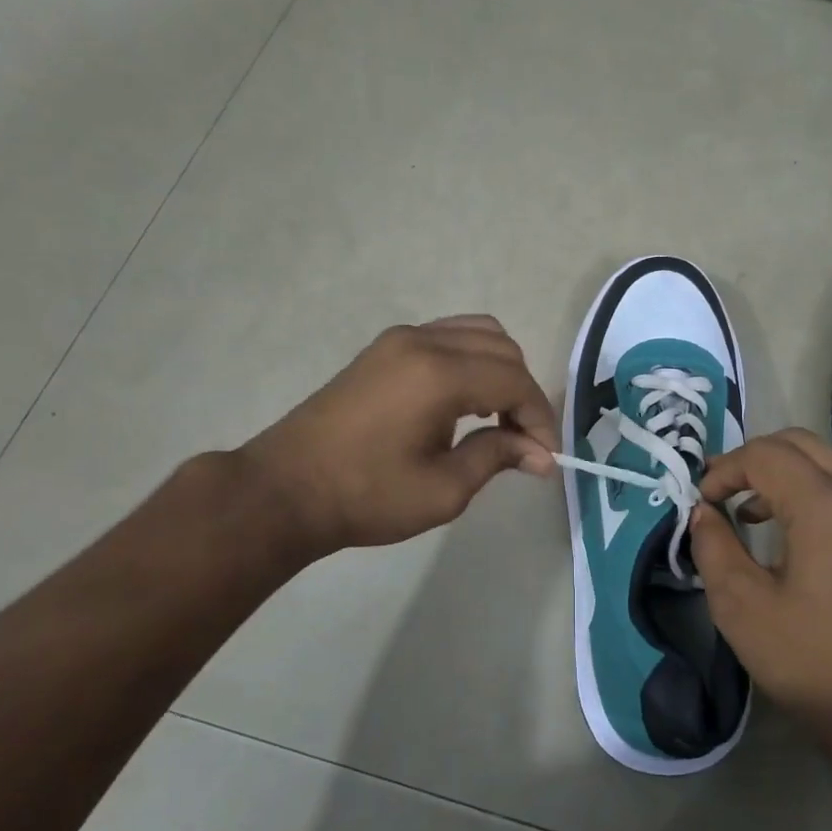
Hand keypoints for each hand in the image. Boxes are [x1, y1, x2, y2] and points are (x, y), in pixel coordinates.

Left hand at [245, 315, 557, 561]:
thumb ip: (496, 457)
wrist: (285, 490)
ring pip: (477, 334)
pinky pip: (448, 337)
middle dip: (524, 393)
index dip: (540, 417)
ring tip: (499, 420)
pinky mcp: (384, 348)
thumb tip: (541, 455)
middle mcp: (423, 342)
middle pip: (502, 349)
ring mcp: (400, 339)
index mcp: (439, 374)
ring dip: (500, 371)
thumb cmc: (366, 496)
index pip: (514, 380)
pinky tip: (466, 402)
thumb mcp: (443, 489)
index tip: (546, 456)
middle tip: (525, 442)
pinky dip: (472, 361)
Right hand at [688, 429, 831, 774]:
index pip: (766, 455)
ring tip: (761, 520)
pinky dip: (825, 503)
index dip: (726, 469)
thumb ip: (714, 549)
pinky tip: (812, 548)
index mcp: (827, 508)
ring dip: (791, 481)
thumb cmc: (818, 665)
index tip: (705, 501)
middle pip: (803, 444)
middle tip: (728, 493)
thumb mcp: (744, 611)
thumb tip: (703, 513)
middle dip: (757, 460)